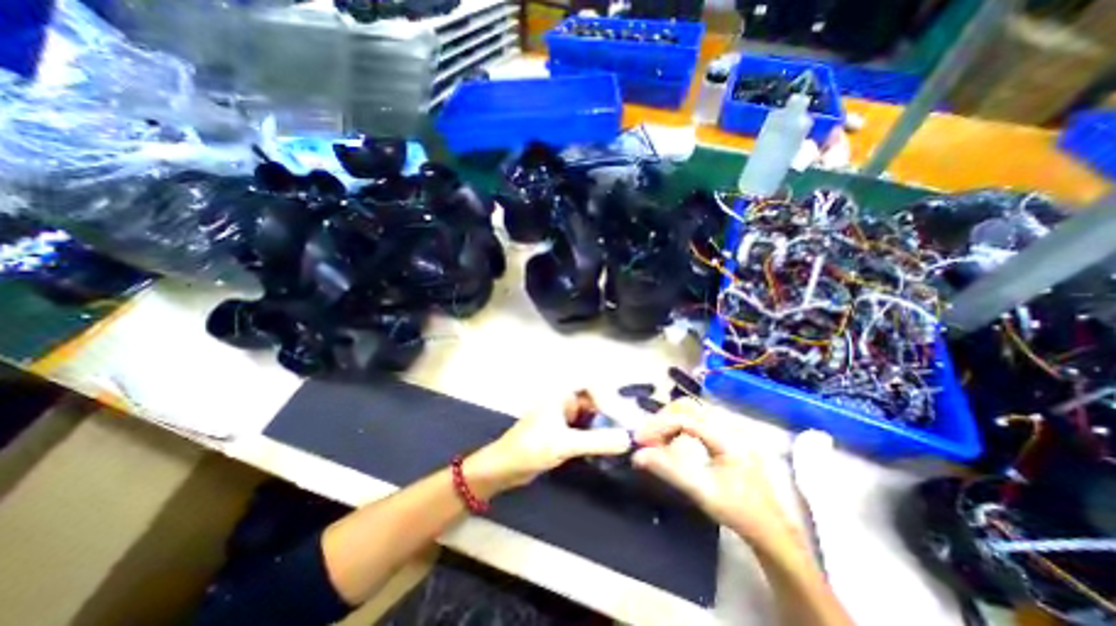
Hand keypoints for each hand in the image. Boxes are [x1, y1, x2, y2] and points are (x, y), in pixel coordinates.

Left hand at [464, 399, 635, 495]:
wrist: (504, 468)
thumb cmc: (529, 448)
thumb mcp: (564, 444)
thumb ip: (596, 441)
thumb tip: (628, 439)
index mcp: (561, 395)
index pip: (593, 386)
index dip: (611, 399)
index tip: (624, 419)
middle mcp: (564, 401)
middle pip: (596, 400)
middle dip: (612, 413)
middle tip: (630, 430)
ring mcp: (564, 417)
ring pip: (592, 416)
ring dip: (606, 426)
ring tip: (623, 440)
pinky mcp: (563, 432)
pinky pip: (587, 430)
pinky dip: (598, 437)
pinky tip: (608, 449)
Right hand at [636, 402, 793, 542]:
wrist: (770, 529)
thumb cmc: (738, 511)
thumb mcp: (701, 491)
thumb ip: (668, 470)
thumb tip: (637, 456)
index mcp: (726, 436)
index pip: (684, 418)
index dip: (658, 426)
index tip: (639, 440)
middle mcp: (727, 425)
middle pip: (686, 407)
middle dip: (662, 419)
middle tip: (645, 439)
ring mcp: (728, 428)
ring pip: (690, 411)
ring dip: (669, 421)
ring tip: (655, 439)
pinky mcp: (725, 434)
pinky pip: (696, 420)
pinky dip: (678, 426)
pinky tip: (671, 440)